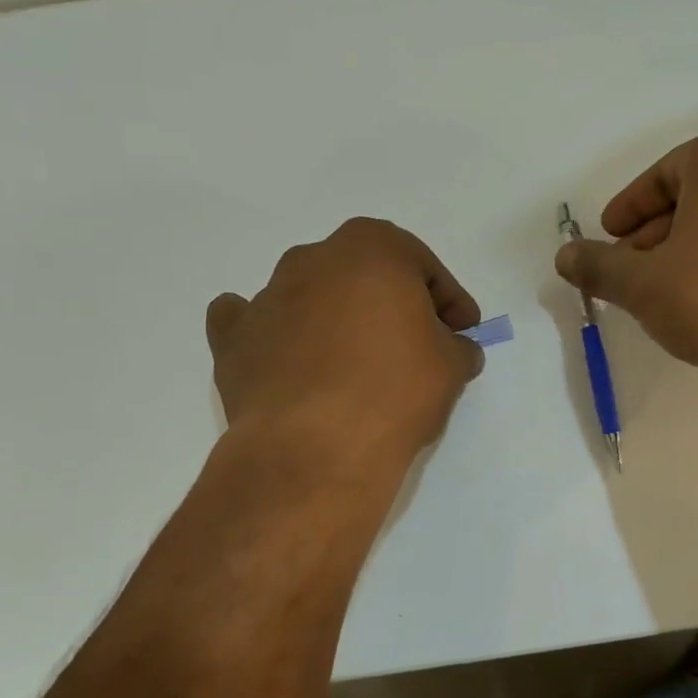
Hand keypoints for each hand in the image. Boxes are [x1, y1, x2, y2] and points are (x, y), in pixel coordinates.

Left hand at [206, 219, 483, 466]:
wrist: (314, 448)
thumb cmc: (394, 391)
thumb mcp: (451, 366)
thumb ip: (457, 346)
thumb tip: (454, 349)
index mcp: (371, 248)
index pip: (422, 266)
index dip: (449, 299)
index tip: (463, 331)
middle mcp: (313, 259)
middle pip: (364, 274)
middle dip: (391, 303)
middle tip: (414, 344)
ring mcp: (267, 296)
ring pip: (312, 296)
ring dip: (337, 320)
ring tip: (357, 366)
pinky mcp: (234, 340)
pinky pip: (255, 324)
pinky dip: (274, 334)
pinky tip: (287, 356)